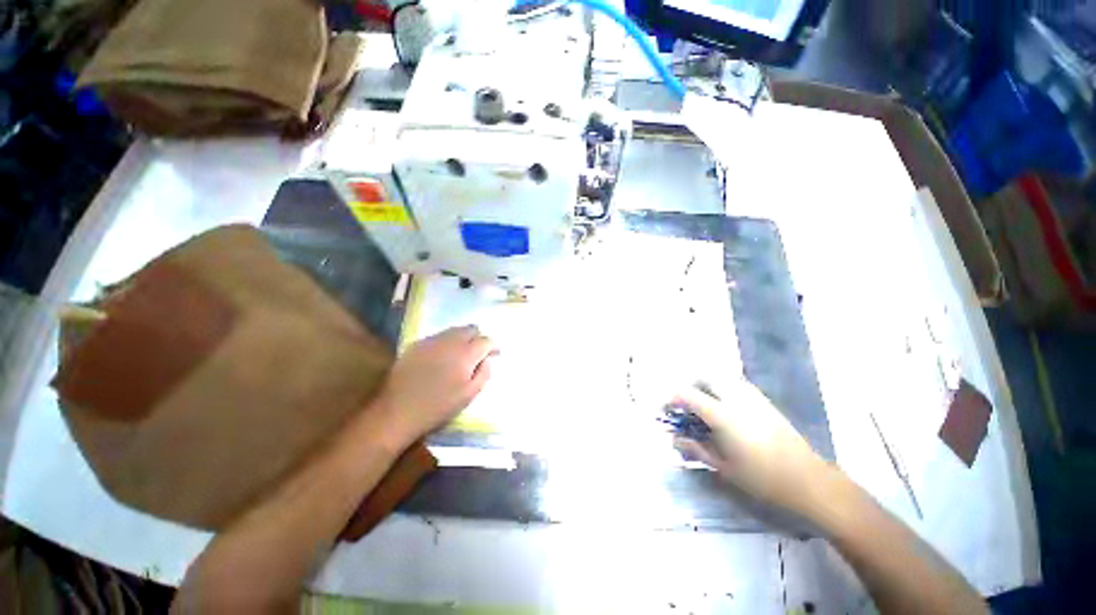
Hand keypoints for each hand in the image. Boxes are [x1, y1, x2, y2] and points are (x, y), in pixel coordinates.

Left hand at [376, 325, 496, 445]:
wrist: (398, 411)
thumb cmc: (438, 407)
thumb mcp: (469, 395)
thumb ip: (484, 374)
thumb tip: (488, 359)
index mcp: (466, 354)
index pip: (486, 340)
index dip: (493, 346)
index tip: (495, 354)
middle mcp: (450, 341)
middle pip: (470, 329)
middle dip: (478, 338)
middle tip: (478, 352)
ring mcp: (431, 340)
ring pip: (454, 330)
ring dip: (462, 338)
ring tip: (461, 353)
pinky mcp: (416, 344)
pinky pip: (438, 336)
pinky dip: (446, 342)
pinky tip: (441, 356)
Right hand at [673, 380, 837, 518]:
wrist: (807, 480)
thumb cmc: (762, 478)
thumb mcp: (723, 467)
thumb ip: (696, 448)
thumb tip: (675, 439)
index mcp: (722, 415)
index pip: (687, 395)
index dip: (670, 398)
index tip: (663, 408)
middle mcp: (735, 398)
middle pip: (704, 377)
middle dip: (688, 386)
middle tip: (683, 404)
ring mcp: (751, 397)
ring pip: (720, 377)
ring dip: (705, 385)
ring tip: (702, 404)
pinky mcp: (763, 401)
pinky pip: (735, 384)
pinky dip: (722, 387)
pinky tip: (724, 407)